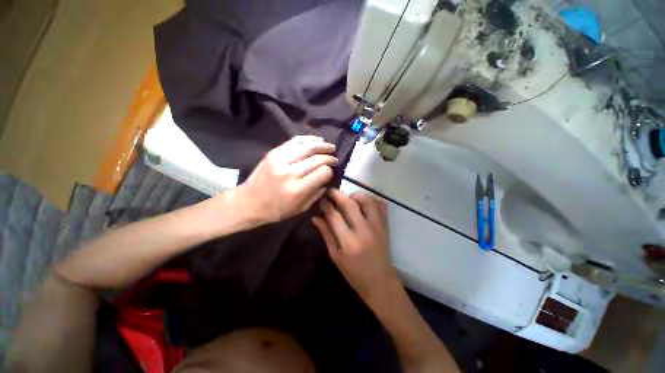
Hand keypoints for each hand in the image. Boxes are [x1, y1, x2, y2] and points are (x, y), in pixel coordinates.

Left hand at [235, 136, 337, 224]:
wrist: (248, 202)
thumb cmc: (276, 210)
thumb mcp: (300, 209)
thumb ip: (317, 194)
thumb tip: (327, 179)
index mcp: (297, 189)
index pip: (323, 172)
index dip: (330, 171)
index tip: (331, 172)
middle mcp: (290, 172)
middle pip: (317, 158)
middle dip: (329, 158)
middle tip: (335, 159)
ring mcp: (280, 160)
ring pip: (308, 146)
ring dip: (322, 145)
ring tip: (330, 146)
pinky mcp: (274, 153)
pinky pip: (295, 141)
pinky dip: (308, 139)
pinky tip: (317, 140)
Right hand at [313, 189, 399, 303]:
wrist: (380, 282)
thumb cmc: (354, 273)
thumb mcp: (335, 256)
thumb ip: (326, 234)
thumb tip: (316, 217)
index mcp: (349, 242)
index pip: (335, 216)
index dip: (326, 205)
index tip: (322, 199)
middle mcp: (364, 231)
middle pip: (350, 204)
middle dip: (338, 194)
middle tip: (331, 192)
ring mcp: (378, 227)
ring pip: (368, 200)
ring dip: (356, 195)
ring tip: (349, 199)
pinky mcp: (386, 226)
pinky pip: (381, 205)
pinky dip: (372, 200)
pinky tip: (364, 205)